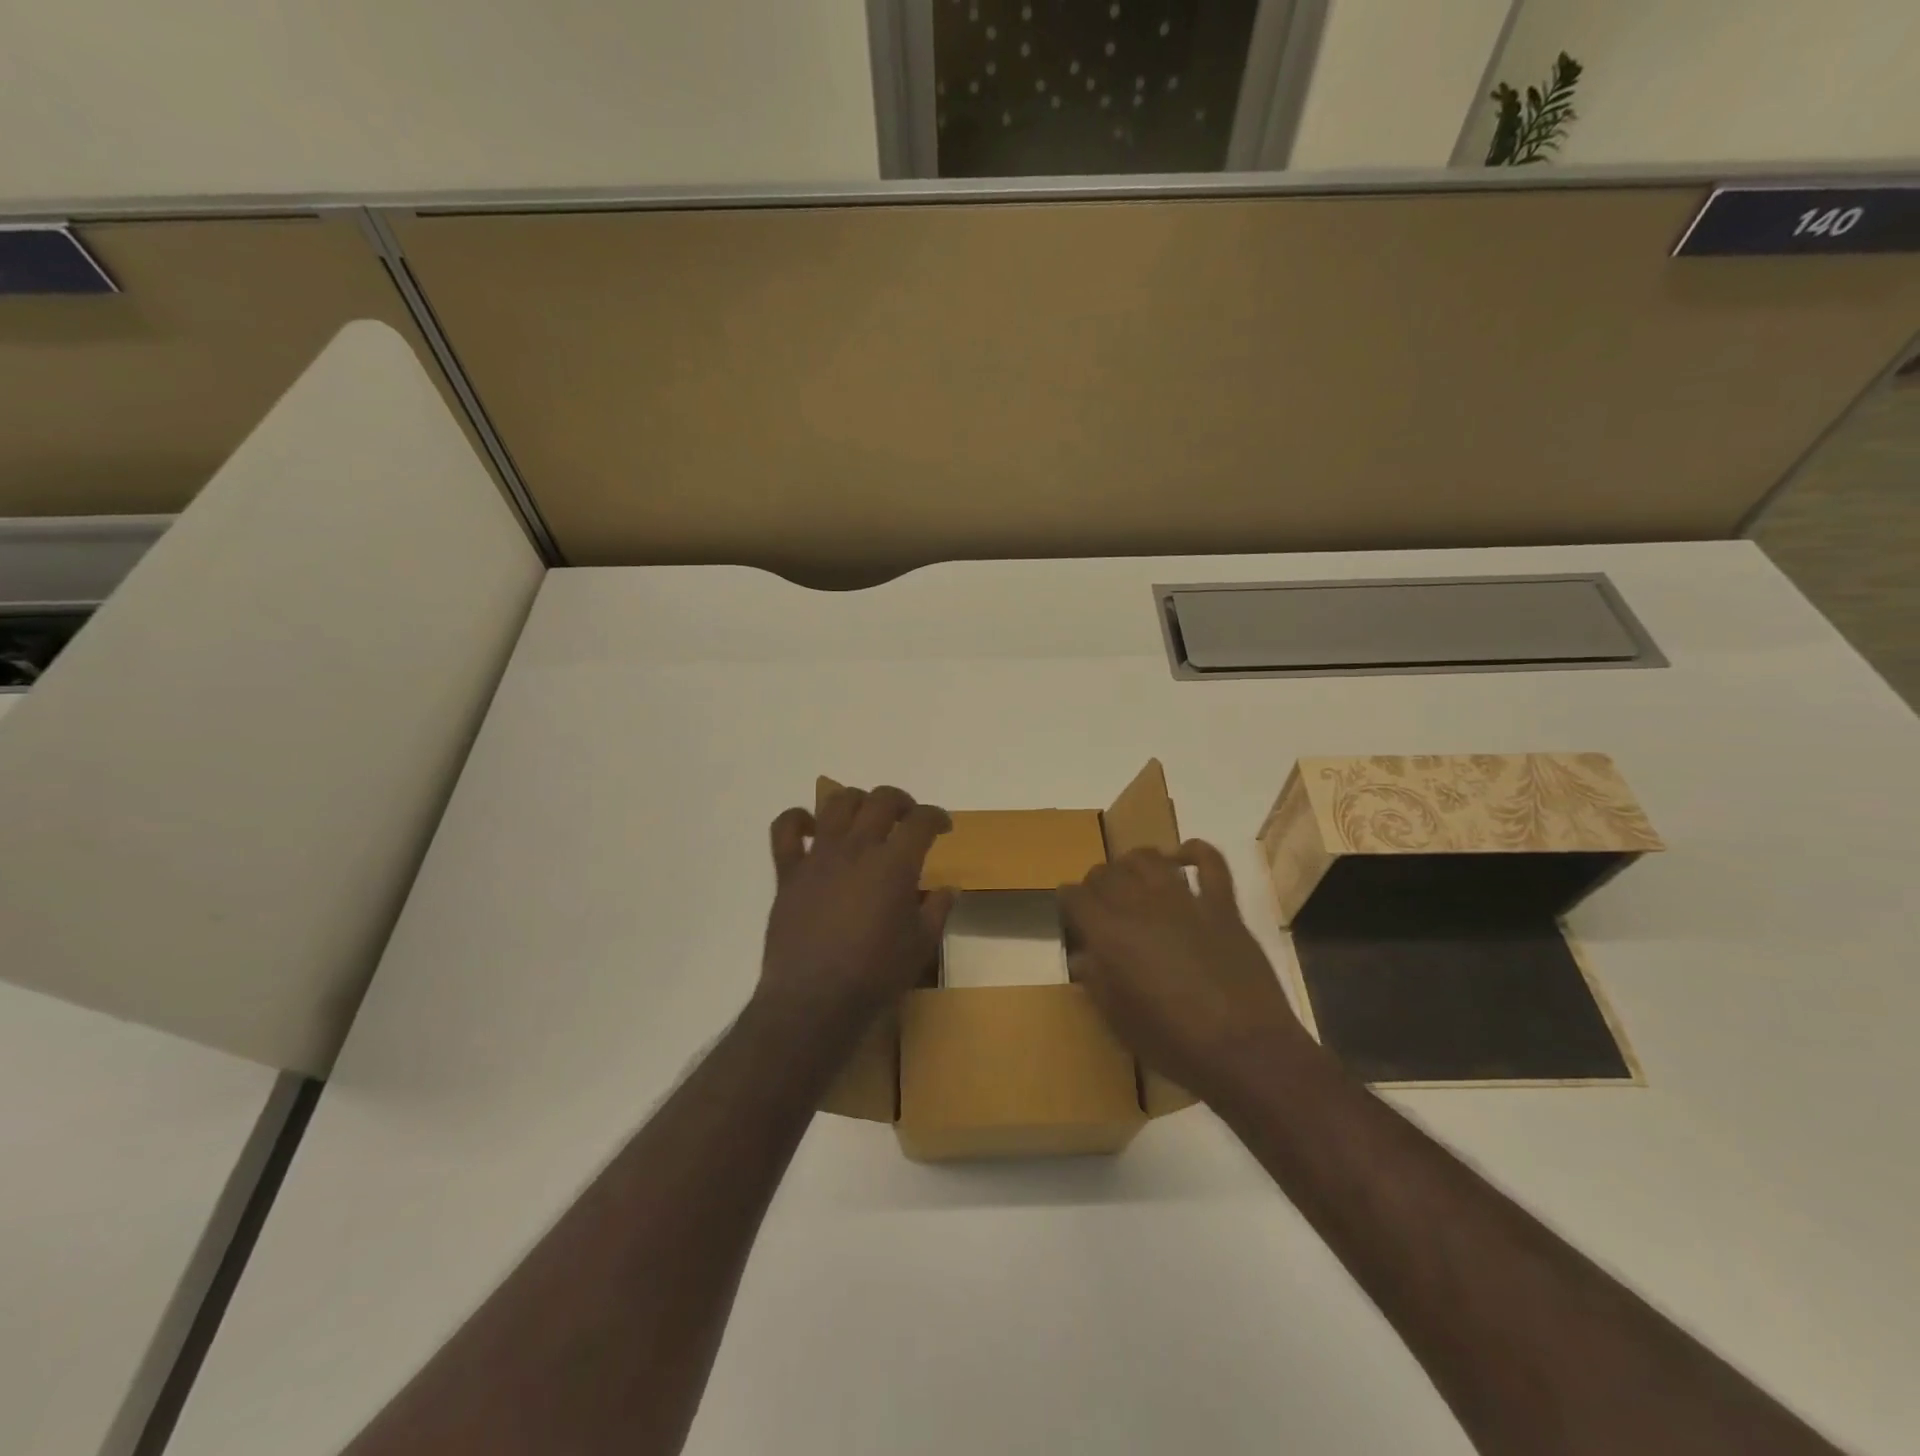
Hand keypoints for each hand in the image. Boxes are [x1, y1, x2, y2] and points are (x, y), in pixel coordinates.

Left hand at [756, 785, 955, 1036]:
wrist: (813, 1000)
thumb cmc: (875, 975)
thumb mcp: (921, 945)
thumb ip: (937, 910)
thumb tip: (949, 888)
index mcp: (894, 864)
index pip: (921, 821)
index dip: (937, 817)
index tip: (943, 827)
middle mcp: (857, 848)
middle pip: (881, 800)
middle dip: (902, 801)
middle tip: (908, 819)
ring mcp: (819, 857)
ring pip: (837, 803)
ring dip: (856, 801)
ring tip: (865, 818)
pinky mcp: (789, 872)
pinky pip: (785, 830)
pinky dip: (797, 820)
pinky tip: (810, 829)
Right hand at [1060, 840, 1310, 1104]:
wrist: (1244, 1050)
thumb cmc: (1173, 1043)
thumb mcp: (1118, 1019)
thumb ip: (1096, 981)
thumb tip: (1084, 957)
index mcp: (1109, 933)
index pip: (1074, 895)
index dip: (1068, 901)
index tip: (1071, 913)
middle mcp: (1140, 905)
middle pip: (1106, 872)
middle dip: (1097, 882)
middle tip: (1101, 902)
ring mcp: (1184, 900)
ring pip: (1148, 858)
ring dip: (1134, 862)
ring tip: (1134, 877)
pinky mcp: (1222, 905)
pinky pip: (1210, 862)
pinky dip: (1196, 852)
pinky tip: (1185, 856)